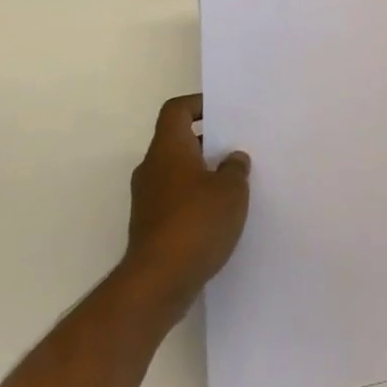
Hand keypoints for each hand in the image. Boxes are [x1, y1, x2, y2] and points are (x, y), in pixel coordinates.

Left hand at [122, 94, 250, 308]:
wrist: (158, 282)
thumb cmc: (197, 222)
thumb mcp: (232, 190)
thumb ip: (235, 168)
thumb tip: (232, 159)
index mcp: (168, 149)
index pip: (176, 110)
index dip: (199, 104)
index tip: (225, 112)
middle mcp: (152, 168)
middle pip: (178, 141)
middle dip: (208, 142)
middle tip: (238, 146)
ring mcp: (148, 199)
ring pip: (178, 172)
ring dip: (203, 172)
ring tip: (235, 181)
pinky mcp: (150, 226)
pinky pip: (176, 198)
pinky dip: (196, 198)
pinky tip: (221, 213)